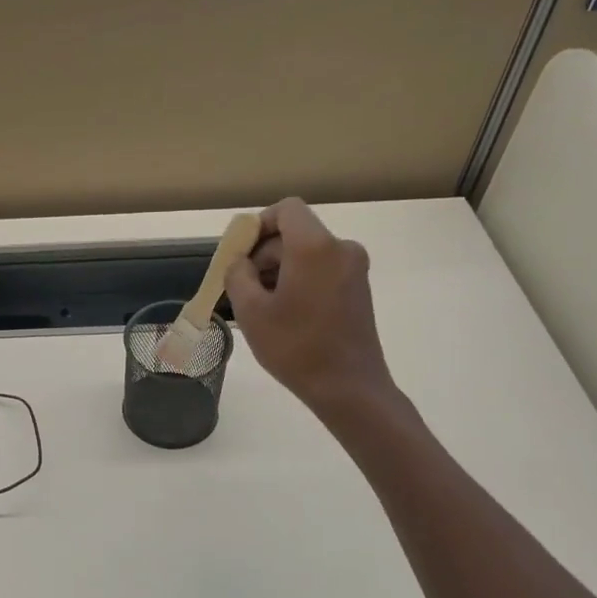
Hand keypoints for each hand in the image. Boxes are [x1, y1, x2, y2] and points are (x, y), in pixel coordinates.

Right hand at [225, 198, 399, 418]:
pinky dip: (300, 280)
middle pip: (294, 233)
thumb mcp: (250, 311)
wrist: (349, 387)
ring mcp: (354, 268)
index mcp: (314, 246)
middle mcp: (340, 248)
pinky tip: (285, 313)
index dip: (259, 225)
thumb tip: (241, 262)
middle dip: (265, 253)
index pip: (286, 210)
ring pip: (307, 253)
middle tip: (242, 288)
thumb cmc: (296, 347)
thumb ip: (237, 274)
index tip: (240, 255)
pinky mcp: (358, 288)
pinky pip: (322, 269)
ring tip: (261, 306)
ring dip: (280, 270)